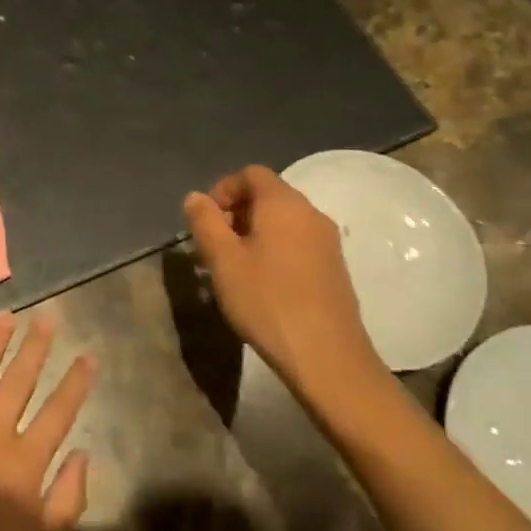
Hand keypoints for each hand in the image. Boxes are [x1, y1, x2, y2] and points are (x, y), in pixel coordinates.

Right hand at [184, 165, 387, 407]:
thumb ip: (205, 222)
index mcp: (283, 204)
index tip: (206, 221)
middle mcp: (311, 214)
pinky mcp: (335, 268)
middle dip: (236, 213)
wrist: (327, 356)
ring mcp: (328, 242)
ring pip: (283, 222)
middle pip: (269, 196)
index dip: (223, 189)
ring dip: (254, 234)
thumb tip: (196, 197)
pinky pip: (298, 243)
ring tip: (233, 268)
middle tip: (214, 246)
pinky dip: (275, 250)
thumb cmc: (267, 301)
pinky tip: (262, 284)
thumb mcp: (223, 260)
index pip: (251, 174)